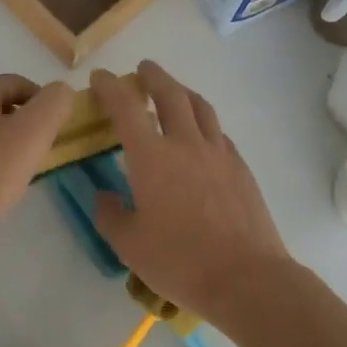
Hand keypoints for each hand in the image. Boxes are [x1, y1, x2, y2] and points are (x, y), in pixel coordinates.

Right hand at [90, 60, 292, 323]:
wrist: (246, 277)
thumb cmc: (179, 261)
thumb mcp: (129, 245)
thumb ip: (110, 215)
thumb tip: (105, 196)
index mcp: (152, 157)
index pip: (127, 108)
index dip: (110, 88)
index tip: (100, 78)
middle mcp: (186, 144)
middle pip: (171, 94)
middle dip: (153, 76)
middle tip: (143, 69)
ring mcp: (219, 153)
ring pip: (201, 107)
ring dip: (183, 92)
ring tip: (174, 91)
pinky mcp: (241, 168)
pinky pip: (218, 132)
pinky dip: (204, 122)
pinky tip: (201, 135)